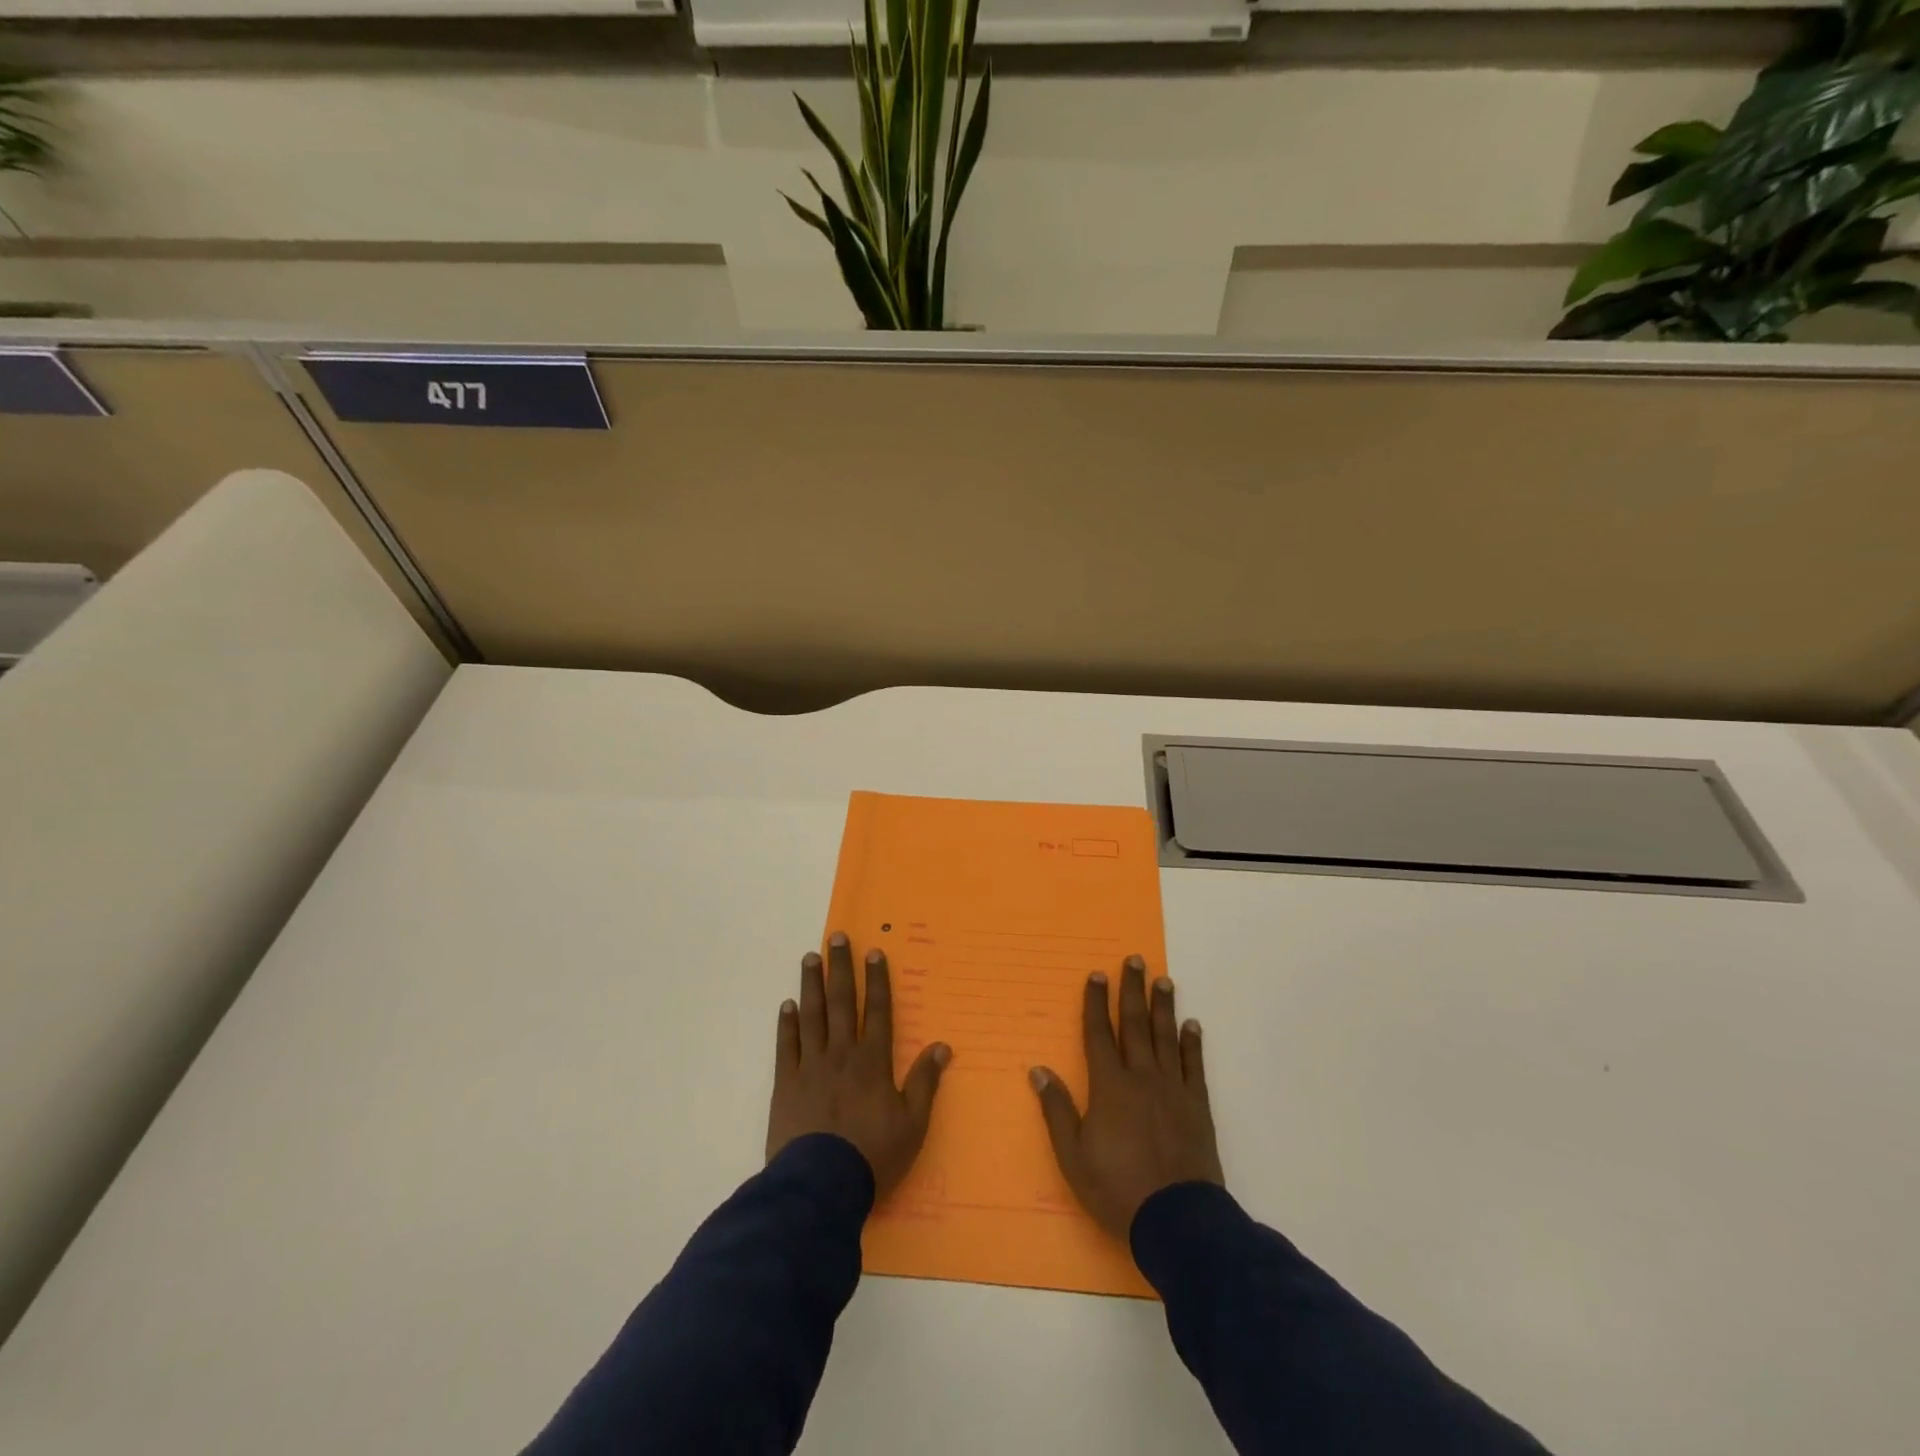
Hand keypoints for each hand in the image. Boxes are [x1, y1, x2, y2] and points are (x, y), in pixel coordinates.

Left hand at [766, 932, 950, 1200]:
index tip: (873, 952)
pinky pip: (787, 1046)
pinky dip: (787, 1024)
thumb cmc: (873, 1156)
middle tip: (835, 938)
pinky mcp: (786, 1084)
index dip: (876, 980)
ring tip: (810, 958)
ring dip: (811, 985)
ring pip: (812, 1016)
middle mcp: (842, 1054)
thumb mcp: (912, 1124)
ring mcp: (811, 1066)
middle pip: (841, 1002)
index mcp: (873, 1062)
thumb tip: (943, 1046)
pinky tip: (787, 1005)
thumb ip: (925, 1082)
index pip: (877, 1010)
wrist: (820, 1186)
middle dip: (840, 968)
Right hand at [1030, 954, 1223, 1238]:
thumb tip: (1038, 1070)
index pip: (1099, 1034)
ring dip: (1163, 1006)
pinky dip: (1192, 1043)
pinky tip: (1192, 1025)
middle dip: (1132, 990)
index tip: (1097, 974)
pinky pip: (1193, 1066)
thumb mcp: (1074, 1156)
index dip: (1095, 1003)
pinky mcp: (1196, 1106)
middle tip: (1136, 960)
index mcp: (1109, 1086)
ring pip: (1165, 1037)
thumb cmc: (1118, 1189)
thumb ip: (1057, 1110)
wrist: (1178, 1221)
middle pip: (1134, 1024)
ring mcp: (1172, 1089)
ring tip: (1164, 980)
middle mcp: (1141, 1077)